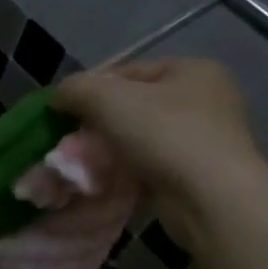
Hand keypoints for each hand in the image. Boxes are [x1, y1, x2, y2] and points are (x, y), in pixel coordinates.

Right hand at [53, 58, 267, 245]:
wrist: (210, 199)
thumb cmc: (163, 135)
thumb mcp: (106, 98)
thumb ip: (74, 88)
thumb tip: (57, 97)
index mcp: (192, 70)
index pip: (125, 71)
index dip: (88, 89)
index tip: (63, 113)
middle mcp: (205, 98)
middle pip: (130, 104)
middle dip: (96, 122)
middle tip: (70, 141)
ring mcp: (204, 136)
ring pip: (137, 135)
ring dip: (107, 148)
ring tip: (84, 163)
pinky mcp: (197, 170)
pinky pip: (148, 161)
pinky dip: (124, 168)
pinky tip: (106, 178)